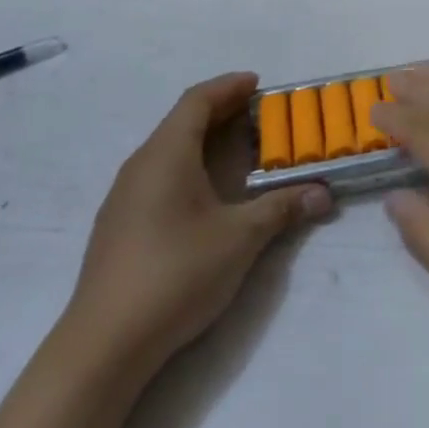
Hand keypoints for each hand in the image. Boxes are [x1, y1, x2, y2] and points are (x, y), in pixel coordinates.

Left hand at [62, 73, 330, 369]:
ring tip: (240, 151)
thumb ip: (282, 209)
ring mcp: (125, 196)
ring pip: (169, 150)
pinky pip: (159, 175)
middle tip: (260, 115)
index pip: (197, 100)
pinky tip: (208, 194)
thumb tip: (323, 194)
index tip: (259, 84)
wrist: (105, 343)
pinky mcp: (120, 225)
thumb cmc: (176, 273)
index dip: (228, 87)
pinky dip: (189, 167)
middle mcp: (141, 165)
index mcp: (166, 154)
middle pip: (182, 122)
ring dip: (205, 141)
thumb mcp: (240, 238)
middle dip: (222, 112)